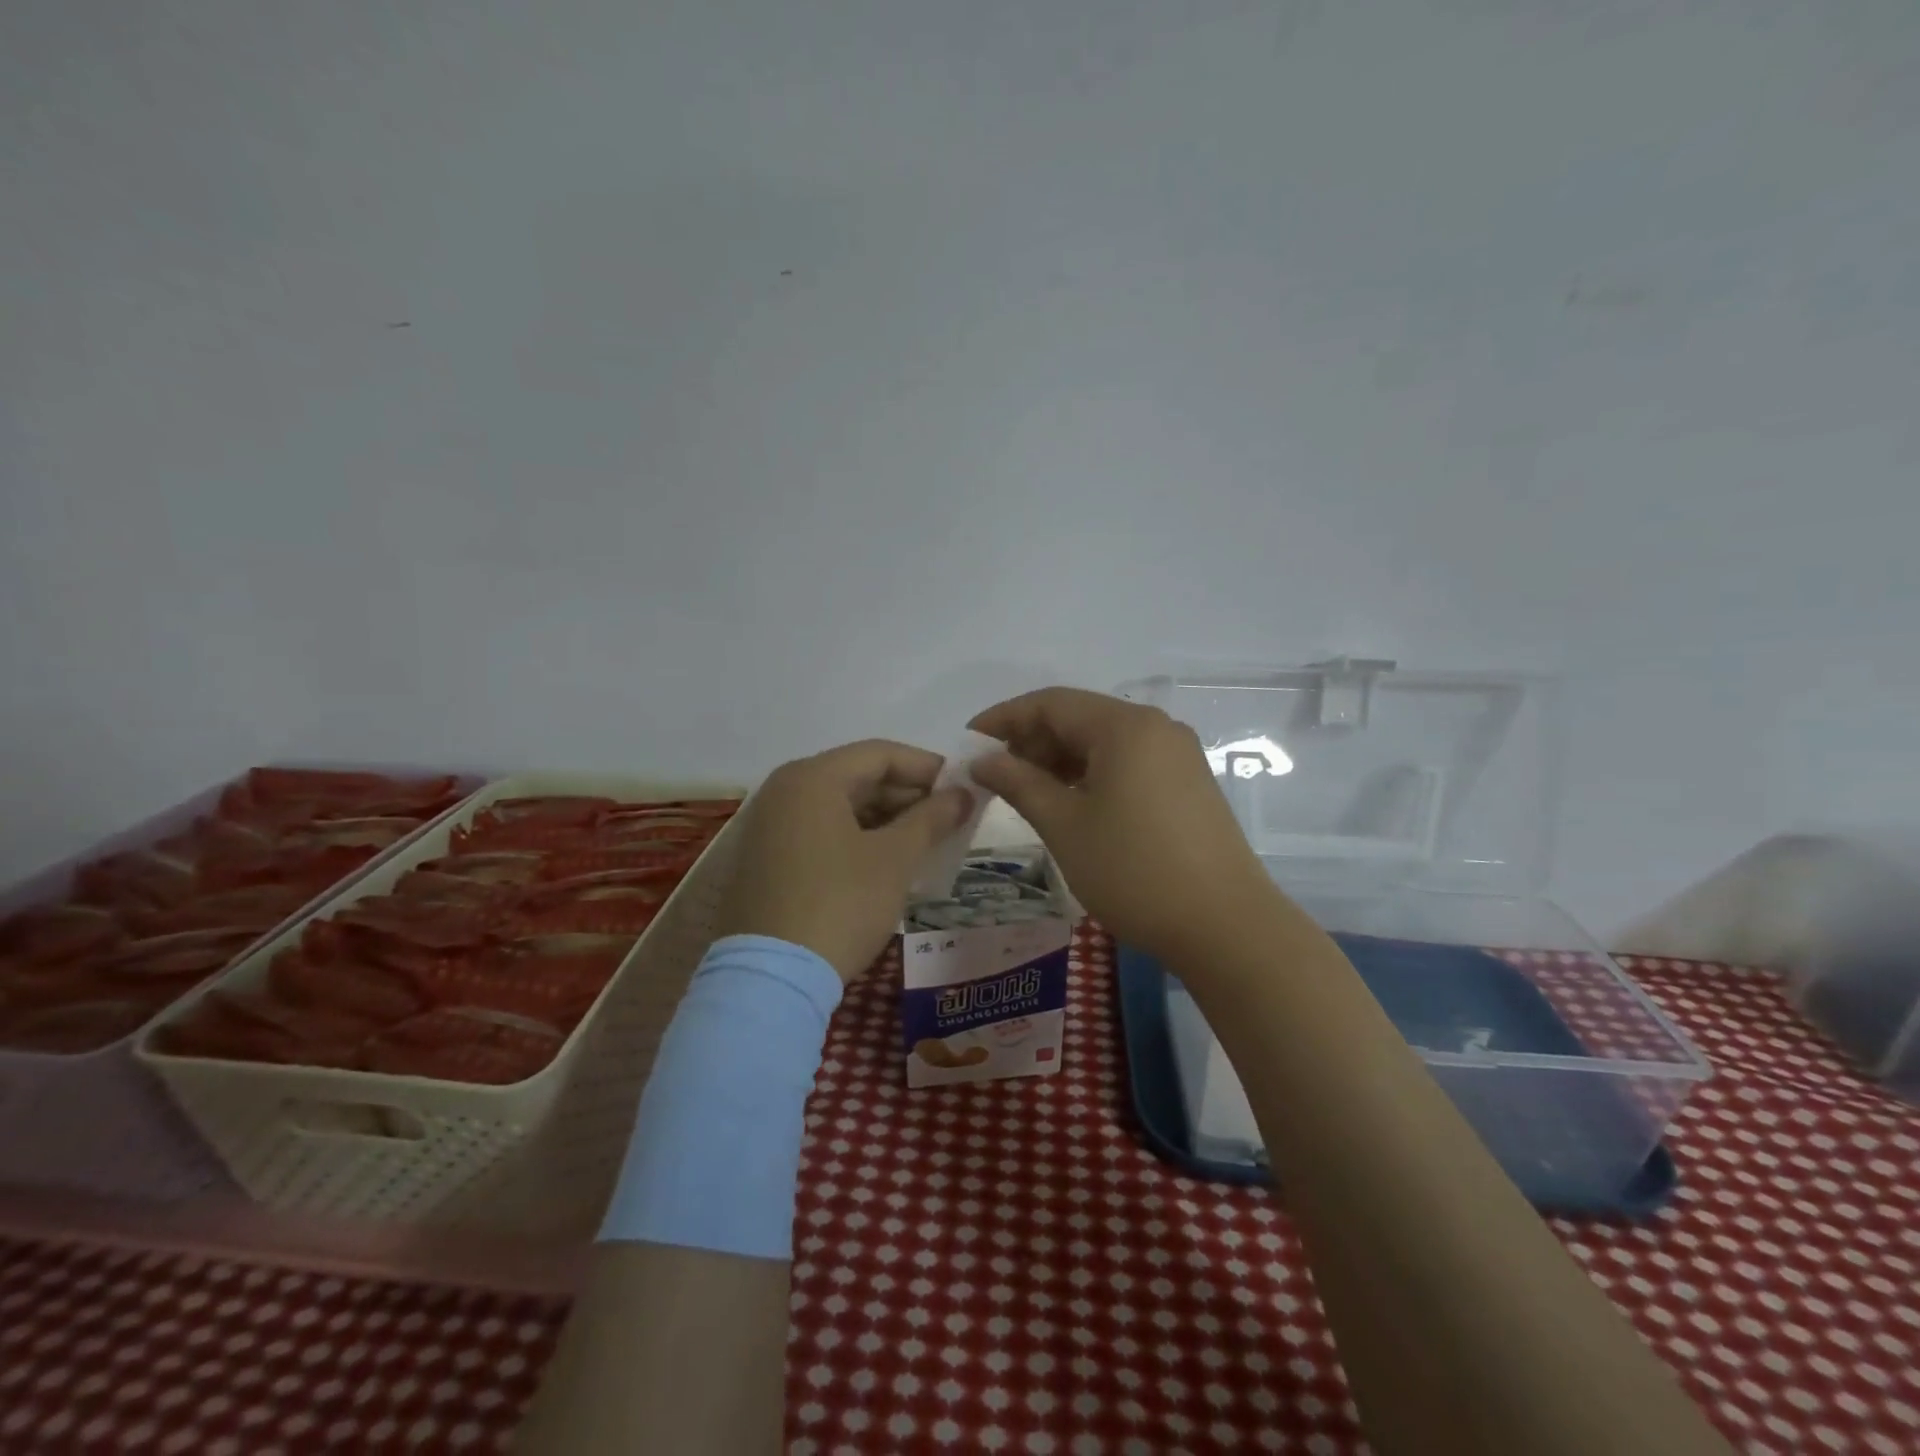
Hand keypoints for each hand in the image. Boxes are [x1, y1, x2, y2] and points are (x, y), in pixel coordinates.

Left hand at [715, 740, 973, 980]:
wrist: (770, 979)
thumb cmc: (840, 905)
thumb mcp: (894, 859)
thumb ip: (931, 818)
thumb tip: (963, 794)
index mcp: (812, 778)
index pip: (880, 753)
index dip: (927, 767)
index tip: (963, 789)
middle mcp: (784, 791)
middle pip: (858, 777)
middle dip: (908, 796)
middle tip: (949, 820)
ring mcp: (769, 826)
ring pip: (840, 807)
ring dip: (886, 820)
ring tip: (925, 843)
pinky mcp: (765, 860)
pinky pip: (821, 832)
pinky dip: (857, 839)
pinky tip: (887, 863)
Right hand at [968, 688, 1274, 962]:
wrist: (1225, 926)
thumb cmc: (1133, 870)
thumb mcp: (1064, 825)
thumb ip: (1018, 782)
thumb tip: (983, 760)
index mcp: (1125, 726)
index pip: (1051, 703)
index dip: (1004, 718)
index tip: (968, 742)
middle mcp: (1156, 728)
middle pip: (1080, 718)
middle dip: (1032, 741)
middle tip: (996, 776)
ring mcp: (1178, 755)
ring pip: (1104, 742)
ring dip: (1061, 760)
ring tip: (1027, 793)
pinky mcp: (1188, 783)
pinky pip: (1128, 763)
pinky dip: (1092, 775)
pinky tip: (1072, 805)